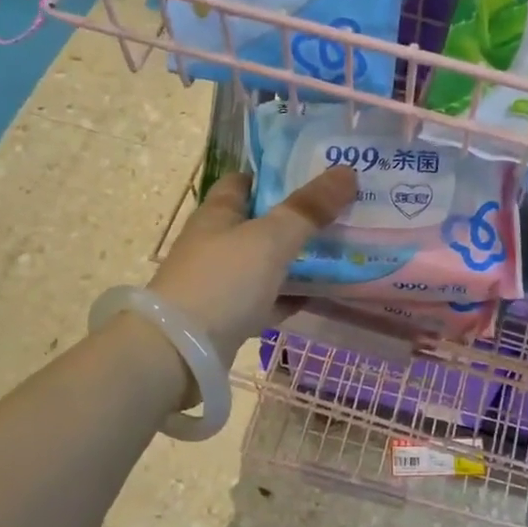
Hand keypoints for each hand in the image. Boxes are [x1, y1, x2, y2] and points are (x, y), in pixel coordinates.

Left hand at [148, 166, 358, 357]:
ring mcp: (219, 282)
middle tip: (341, 212)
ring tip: (340, 251)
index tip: (315, 176)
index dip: (276, 175)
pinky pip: (266, 299)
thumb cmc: (223, 281)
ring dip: (296, 259)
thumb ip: (308, 208)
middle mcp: (215, 243)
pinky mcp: (227, 317)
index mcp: (218, 213)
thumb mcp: (270, 239)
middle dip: (296, 218)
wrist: (179, 355)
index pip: (244, 181)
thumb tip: (347, 172)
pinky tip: (319, 295)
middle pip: (259, 223)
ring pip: (265, 263)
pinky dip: (289, 296)